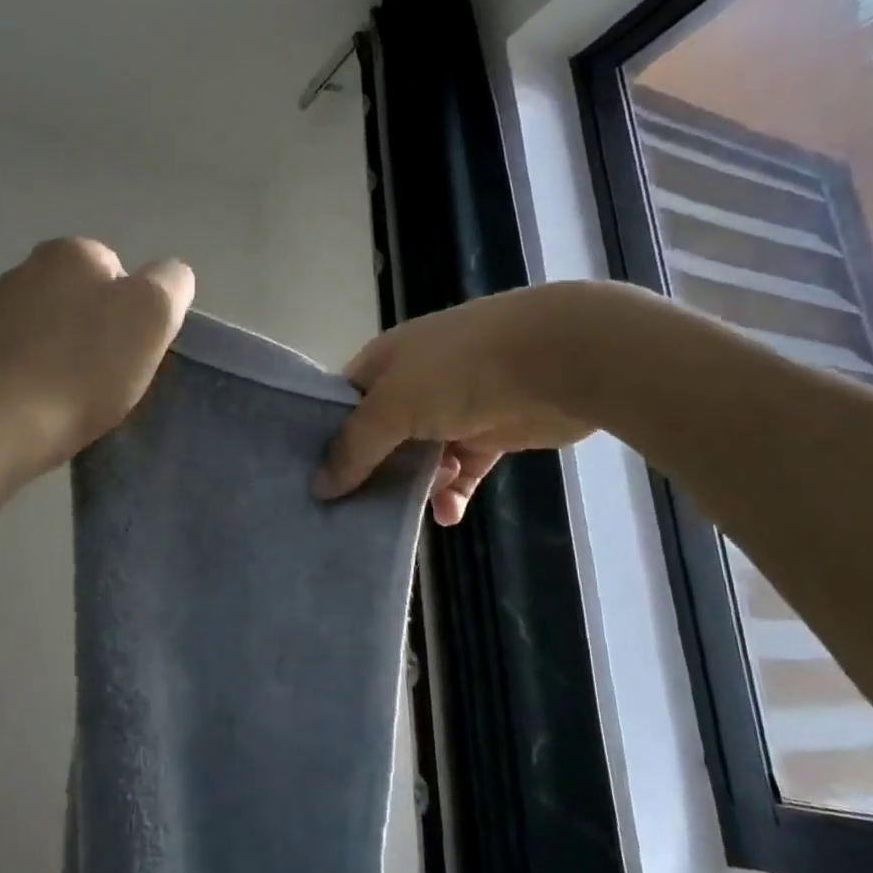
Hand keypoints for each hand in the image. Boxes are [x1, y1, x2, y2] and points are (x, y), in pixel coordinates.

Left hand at [0, 237, 194, 477]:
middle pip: (88, 302)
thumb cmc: (83, 367)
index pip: (124, 274)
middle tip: (113, 378)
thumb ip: (171, 283)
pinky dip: (42, 378)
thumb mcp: (153, 313)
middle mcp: (26, 269)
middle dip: (103, 334)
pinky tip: (47, 406)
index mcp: (70, 251)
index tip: (136, 353)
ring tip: (78, 398)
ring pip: (57, 331)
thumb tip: (167, 278)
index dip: (139, 315)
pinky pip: (28, 360)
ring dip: (72, 358)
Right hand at [314, 283, 628, 524]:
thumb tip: (318, 487)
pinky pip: (462, 470)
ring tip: (408, 509)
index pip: (343, 402)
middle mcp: (414, 383)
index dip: (327, 438)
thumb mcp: (393, 405)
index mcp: (385, 363)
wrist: (560, 358)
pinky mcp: (491, 434)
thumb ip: (355, 447)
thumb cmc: (461, 371)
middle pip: (379, 435)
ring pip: (419, 457)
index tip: (312, 480)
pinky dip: (452, 492)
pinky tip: (449, 514)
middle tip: (349, 511)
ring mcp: (454, 408)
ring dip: (413, 485)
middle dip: (368, 471)